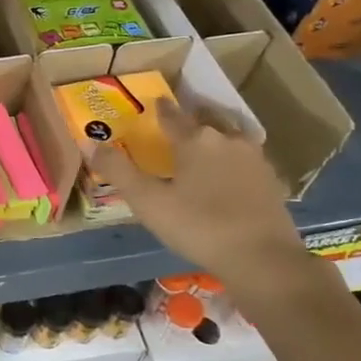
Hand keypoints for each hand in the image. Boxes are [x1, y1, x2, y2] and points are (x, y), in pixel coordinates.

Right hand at [90, 98, 308, 291]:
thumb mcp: (148, 201)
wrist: (262, 258)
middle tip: (179, 121)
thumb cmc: (198, 226)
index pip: (172, 115)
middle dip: (192, 118)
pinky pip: (247, 158)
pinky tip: (232, 171)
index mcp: (194, 140)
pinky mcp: (272, 180)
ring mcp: (254, 158)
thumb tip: (88, 141)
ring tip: (206, 141)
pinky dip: (235, 158)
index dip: (161, 109)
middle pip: (206, 119)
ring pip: (231, 135)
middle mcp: (226, 139)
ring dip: (217, 133)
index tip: (156, 101)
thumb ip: (118, 170)